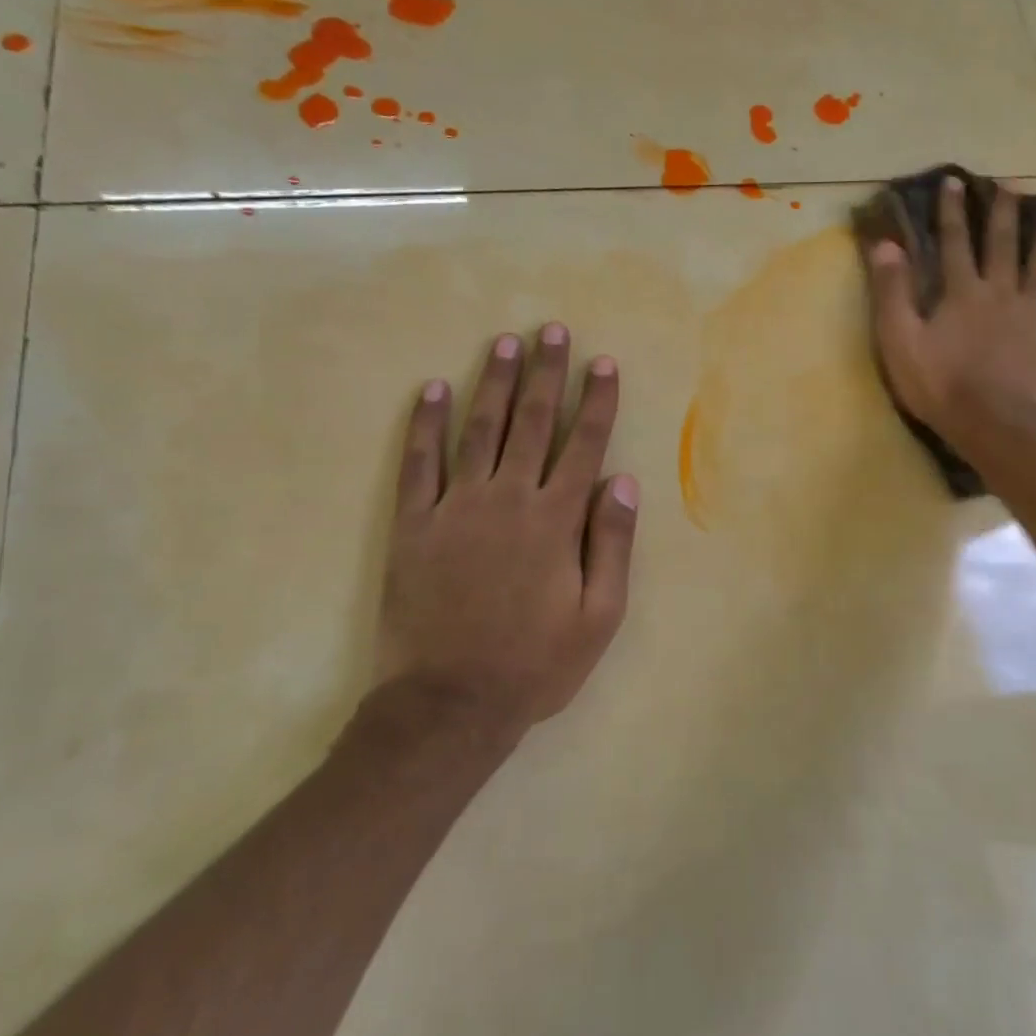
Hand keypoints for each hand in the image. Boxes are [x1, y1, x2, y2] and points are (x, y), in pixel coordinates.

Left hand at [357, 325, 638, 755]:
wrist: (450, 704)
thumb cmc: (536, 664)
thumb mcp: (599, 615)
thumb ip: (612, 543)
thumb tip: (622, 480)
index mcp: (556, 520)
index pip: (584, 445)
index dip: (597, 402)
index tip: (603, 364)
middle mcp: (508, 499)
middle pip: (533, 423)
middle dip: (547, 374)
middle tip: (552, 332)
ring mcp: (456, 507)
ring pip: (480, 430)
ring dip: (494, 384)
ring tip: (505, 344)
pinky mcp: (413, 525)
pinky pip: (418, 464)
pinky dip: (425, 424)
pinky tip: (432, 389)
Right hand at [865, 176, 1035, 454]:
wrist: (994, 423)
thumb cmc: (940, 384)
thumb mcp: (900, 339)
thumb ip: (893, 292)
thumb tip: (886, 244)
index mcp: (961, 292)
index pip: (953, 242)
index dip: (952, 211)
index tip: (955, 181)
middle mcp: (1000, 293)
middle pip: (1003, 245)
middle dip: (1004, 213)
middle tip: (1012, 185)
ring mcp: (1033, 316)